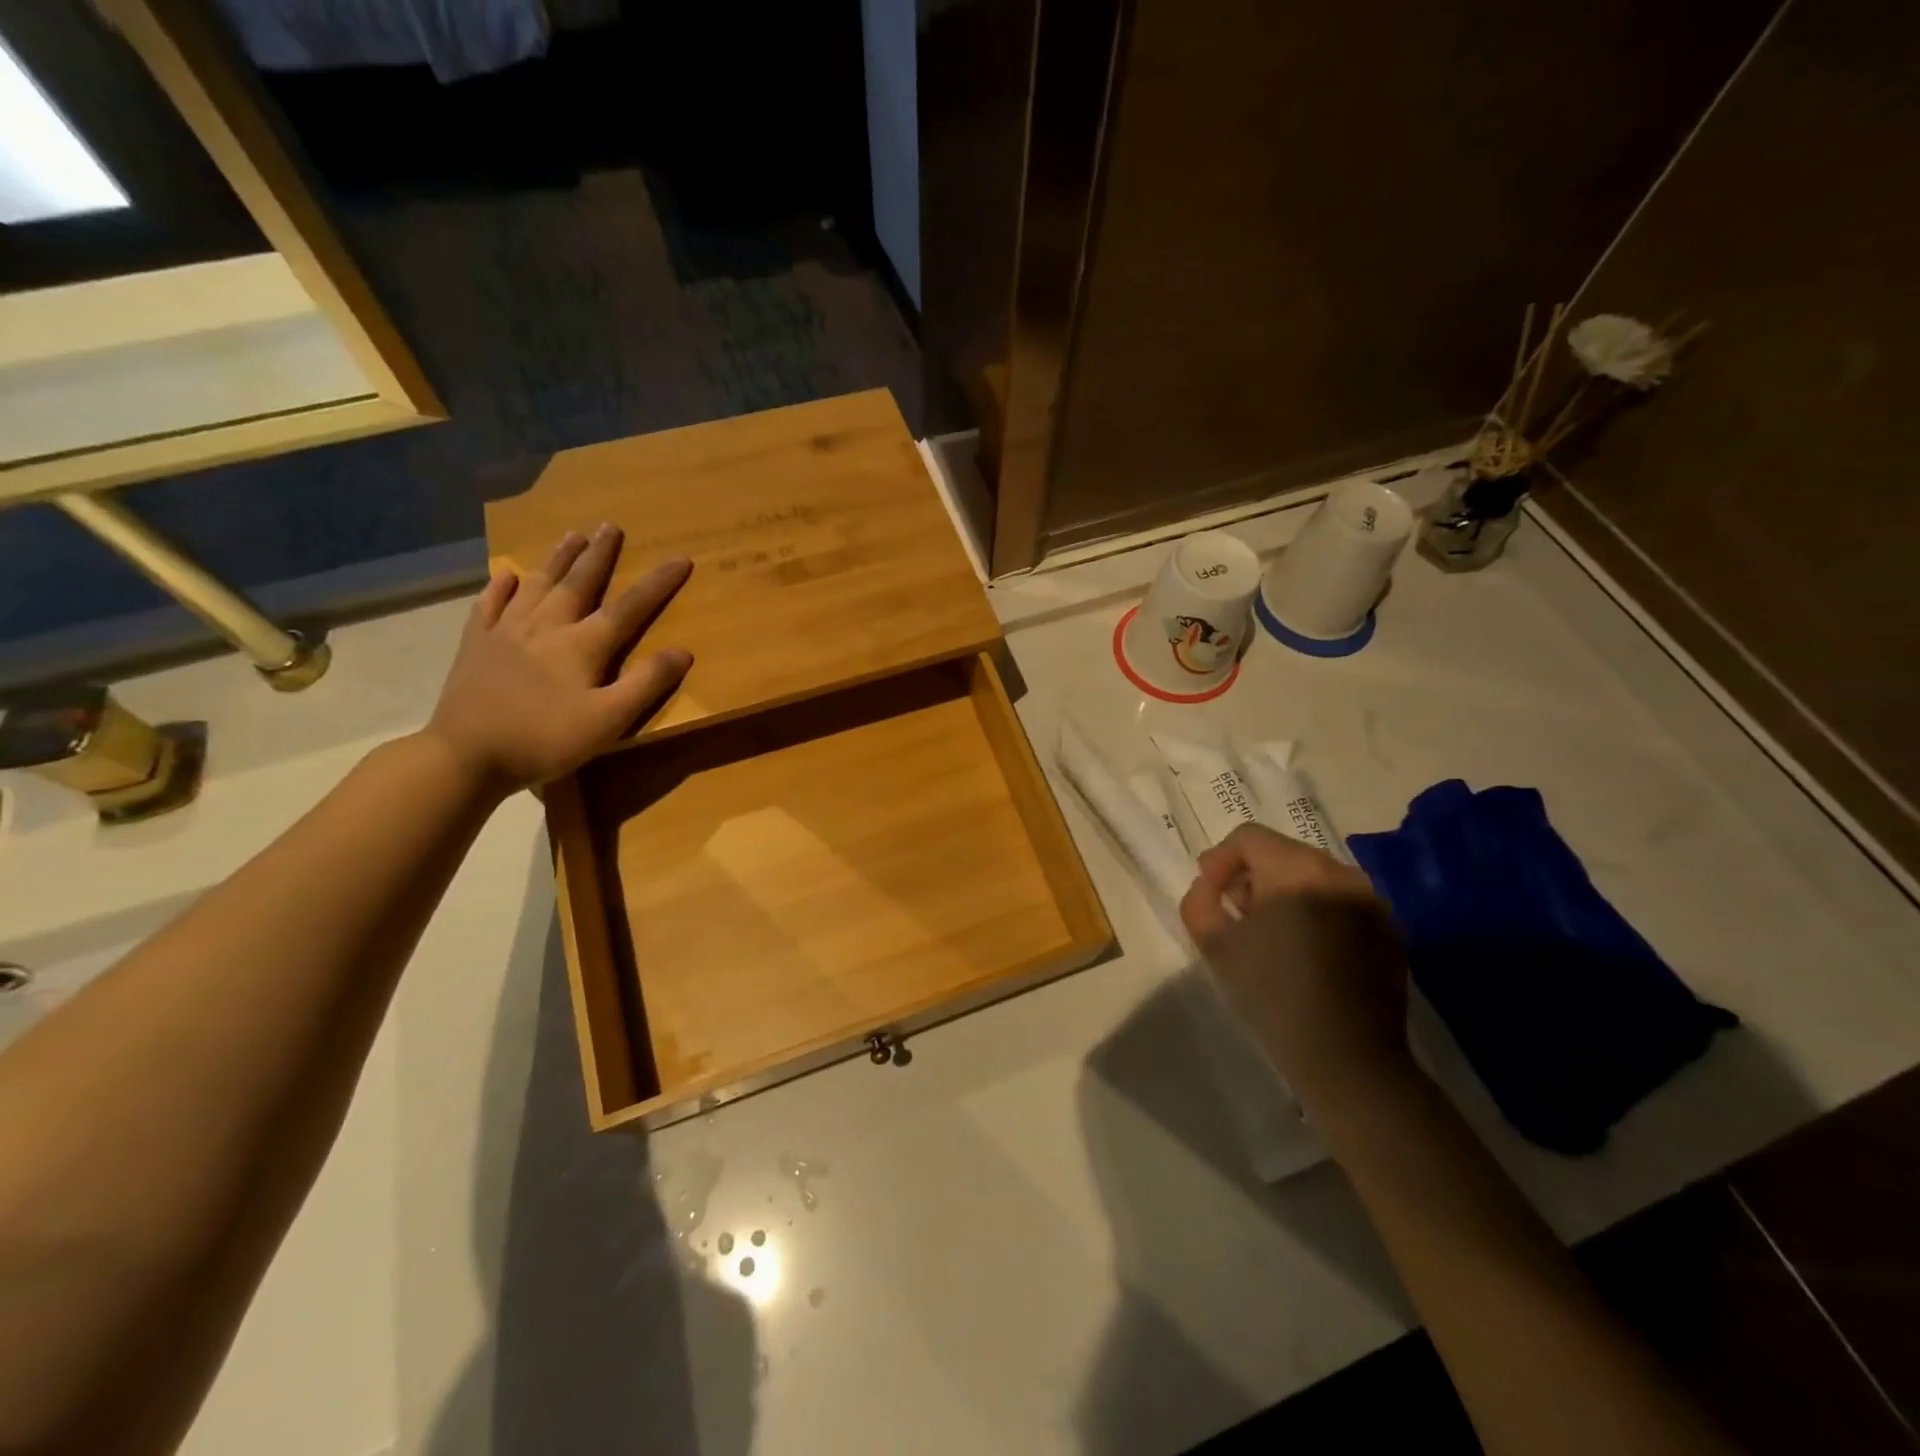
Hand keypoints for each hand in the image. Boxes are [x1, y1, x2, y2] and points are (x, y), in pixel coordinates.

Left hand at [424, 524, 691, 792]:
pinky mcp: (475, 645)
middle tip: (611, 526)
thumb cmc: (545, 739)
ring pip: (537, 585)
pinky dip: (499, 587)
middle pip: (578, 582)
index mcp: (582, 645)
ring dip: (557, 559)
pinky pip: (489, 605)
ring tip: (572, 536)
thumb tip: (683, 651)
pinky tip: (505, 574)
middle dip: (599, 554)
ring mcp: (505, 632)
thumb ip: (646, 684)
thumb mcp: (608, 720)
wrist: (466, 755)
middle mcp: (546, 626)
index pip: (629, 607)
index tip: (680, 559)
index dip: (658, 583)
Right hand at [1179, 824, 1411, 1114]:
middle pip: (1283, 852)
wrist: (1348, 1059)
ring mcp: (1370, 901)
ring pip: (1314, 876)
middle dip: (1252, 874)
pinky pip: (1341, 902)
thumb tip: (1210, 885)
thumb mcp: (1214, 945)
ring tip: (1270, 933)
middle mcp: (1339, 872)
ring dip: (1284, 892)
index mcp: (1296, 869)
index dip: (1220, 859)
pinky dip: (1317, 911)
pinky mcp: (1388, 930)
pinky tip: (1305, 952)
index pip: (1248, 837)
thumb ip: (1199, 900)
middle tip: (1234, 912)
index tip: (1210, 892)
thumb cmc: (1272, 994)